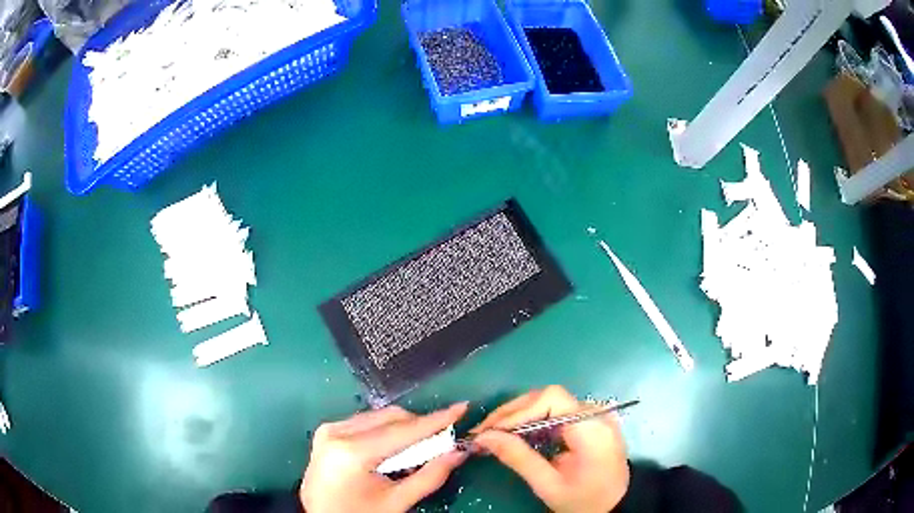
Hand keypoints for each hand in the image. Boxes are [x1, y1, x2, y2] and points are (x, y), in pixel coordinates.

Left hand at [300, 403, 468, 512]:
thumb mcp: (396, 502)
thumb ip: (430, 476)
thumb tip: (459, 452)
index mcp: (352, 452)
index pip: (403, 431)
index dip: (436, 420)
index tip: (462, 408)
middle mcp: (337, 432)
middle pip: (390, 418)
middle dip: (419, 426)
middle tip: (441, 440)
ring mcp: (329, 429)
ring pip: (378, 417)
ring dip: (403, 428)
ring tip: (417, 449)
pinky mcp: (326, 431)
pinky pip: (364, 423)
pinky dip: (384, 431)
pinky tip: (392, 450)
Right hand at [472, 386, 628, 512]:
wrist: (615, 505)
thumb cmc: (584, 500)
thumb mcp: (548, 485)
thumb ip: (518, 458)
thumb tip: (484, 437)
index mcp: (591, 427)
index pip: (552, 398)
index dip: (518, 410)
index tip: (491, 430)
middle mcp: (596, 412)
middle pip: (549, 396)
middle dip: (513, 412)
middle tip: (484, 431)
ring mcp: (595, 414)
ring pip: (551, 401)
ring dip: (520, 414)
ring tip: (494, 432)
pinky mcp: (591, 420)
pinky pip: (558, 411)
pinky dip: (534, 419)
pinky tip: (517, 433)